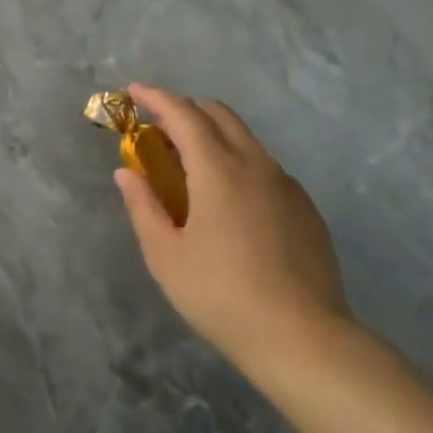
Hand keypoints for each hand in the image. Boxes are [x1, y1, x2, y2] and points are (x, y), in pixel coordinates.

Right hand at [116, 84, 352, 384]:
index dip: (156, 97)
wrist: (305, 340)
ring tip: (189, 165)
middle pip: (218, 114)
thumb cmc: (222, 296)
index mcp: (218, 170)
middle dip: (185, 109)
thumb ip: (143, 206)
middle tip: (157, 128)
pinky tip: (228, 201)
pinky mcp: (305, 207)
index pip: (183, 114)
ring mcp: (286, 184)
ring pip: (245, 138)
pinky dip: (237, 161)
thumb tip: (127, 173)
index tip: (133, 92)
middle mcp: (255, 164)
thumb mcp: (166, 256)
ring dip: (212, 134)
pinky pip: (264, 166)